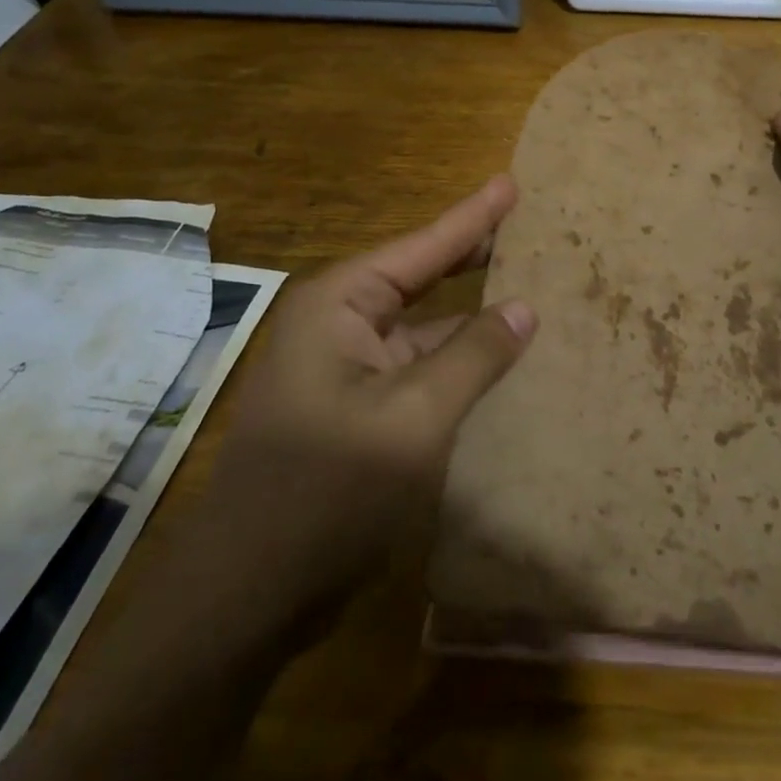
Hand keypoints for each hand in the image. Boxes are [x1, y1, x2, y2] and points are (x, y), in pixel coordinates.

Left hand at [192, 177, 535, 612]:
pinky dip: (459, 361)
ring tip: (533, 291)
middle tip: (531, 228)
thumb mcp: (414, 420)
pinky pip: (419, 369)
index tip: (513, 182)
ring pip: (424, 328)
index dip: (474, 216)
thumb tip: (524, 308)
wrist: (246, 597)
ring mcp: (346, 370)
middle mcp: (339, 325)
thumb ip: (473, 356)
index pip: (423, 246)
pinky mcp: (356, 411)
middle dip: (475, 255)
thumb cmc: (326, 493)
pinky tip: (501, 361)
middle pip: (422, 277)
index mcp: (340, 305)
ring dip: (473, 315)